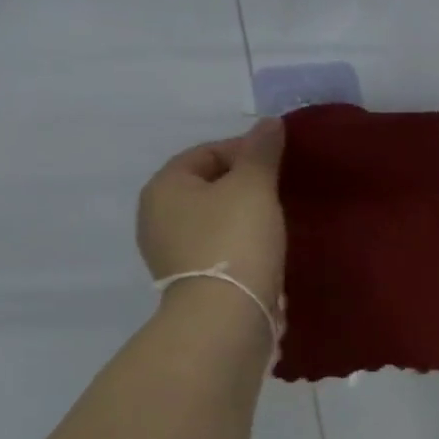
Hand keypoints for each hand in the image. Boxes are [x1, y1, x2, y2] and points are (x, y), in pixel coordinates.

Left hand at [137, 118, 286, 300]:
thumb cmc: (235, 240)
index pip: (206, 152)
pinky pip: (219, 248)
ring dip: (244, 215)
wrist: (226, 315)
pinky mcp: (191, 281)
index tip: (279, 162)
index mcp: (164, 187)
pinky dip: (242, 242)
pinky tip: (267, 248)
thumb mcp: (254, 186)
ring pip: (215, 218)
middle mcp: (156, 217)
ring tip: (279, 219)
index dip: (245, 150)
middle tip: (281, 189)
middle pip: (209, 185)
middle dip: (245, 183)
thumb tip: (270, 123)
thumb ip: (262, 151)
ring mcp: (171, 253)